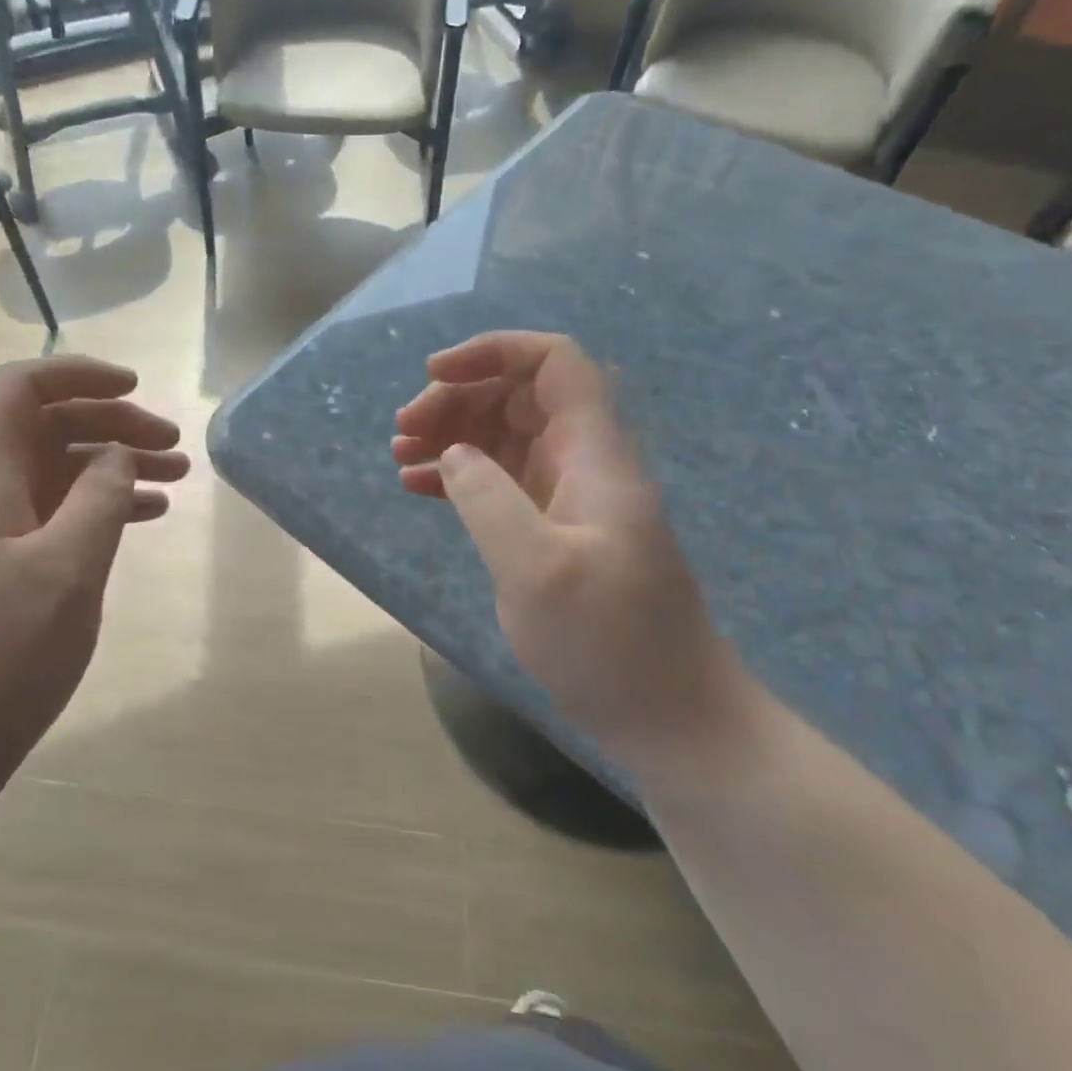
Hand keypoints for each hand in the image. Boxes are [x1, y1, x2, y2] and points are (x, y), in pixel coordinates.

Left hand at [0, 355, 188, 806]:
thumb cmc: (0, 656)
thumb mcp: (66, 572)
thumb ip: (99, 500)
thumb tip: (119, 452)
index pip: (20, 390)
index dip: (76, 374)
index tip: (135, 388)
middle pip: (49, 425)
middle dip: (113, 421)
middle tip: (172, 445)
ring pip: (61, 469)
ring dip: (116, 462)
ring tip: (177, 476)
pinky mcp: (8, 565)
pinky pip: (62, 511)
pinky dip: (105, 503)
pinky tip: (148, 514)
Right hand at [393, 332, 739, 765]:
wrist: (671, 718)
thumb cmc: (610, 643)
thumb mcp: (536, 569)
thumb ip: (487, 498)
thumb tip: (453, 453)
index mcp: (593, 453)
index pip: (554, 363)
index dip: (494, 351)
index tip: (435, 374)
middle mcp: (581, 461)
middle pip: (517, 394)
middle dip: (457, 398)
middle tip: (405, 431)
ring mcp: (566, 496)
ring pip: (503, 435)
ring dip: (450, 434)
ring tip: (400, 454)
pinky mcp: (552, 529)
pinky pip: (498, 480)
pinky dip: (457, 474)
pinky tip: (417, 486)